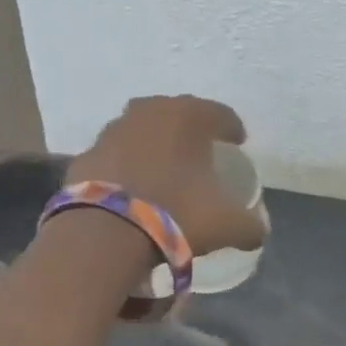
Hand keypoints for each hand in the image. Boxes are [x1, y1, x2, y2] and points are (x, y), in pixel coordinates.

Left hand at [65, 95, 265, 256]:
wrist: (106, 233)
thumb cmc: (178, 213)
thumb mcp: (227, 224)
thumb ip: (250, 226)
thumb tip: (259, 231)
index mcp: (188, 116)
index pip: (219, 114)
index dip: (232, 129)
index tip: (238, 143)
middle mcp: (149, 112)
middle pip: (177, 115)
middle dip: (190, 131)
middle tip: (201, 152)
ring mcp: (112, 131)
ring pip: (142, 131)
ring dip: (155, 146)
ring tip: (165, 170)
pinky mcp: (86, 156)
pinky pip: (116, 157)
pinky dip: (127, 167)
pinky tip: (134, 188)